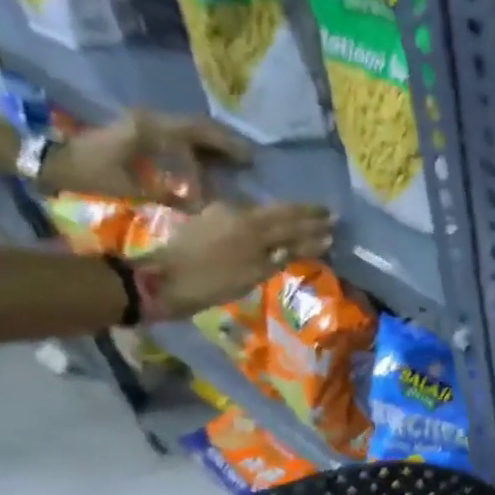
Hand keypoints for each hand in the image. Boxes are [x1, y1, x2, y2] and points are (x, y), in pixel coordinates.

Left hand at [39, 110, 251, 199]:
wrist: (48, 161)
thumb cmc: (90, 175)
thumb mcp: (132, 188)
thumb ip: (171, 195)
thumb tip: (205, 205)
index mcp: (150, 129)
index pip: (198, 133)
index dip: (225, 149)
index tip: (246, 165)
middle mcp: (149, 119)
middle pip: (198, 125)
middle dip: (226, 143)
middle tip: (250, 160)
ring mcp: (143, 122)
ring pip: (189, 128)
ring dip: (213, 143)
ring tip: (235, 161)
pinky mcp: (138, 130)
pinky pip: (177, 134)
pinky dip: (197, 146)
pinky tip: (209, 162)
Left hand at [140, 202, 334, 321]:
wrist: (159, 282)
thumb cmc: (211, 283)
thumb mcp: (254, 273)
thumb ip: (285, 254)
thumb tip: (318, 241)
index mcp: (252, 224)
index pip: (292, 218)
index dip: (315, 220)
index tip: (335, 220)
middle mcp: (238, 212)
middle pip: (279, 212)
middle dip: (304, 216)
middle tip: (327, 216)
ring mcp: (220, 213)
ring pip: (263, 213)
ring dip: (285, 218)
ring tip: (304, 223)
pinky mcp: (208, 220)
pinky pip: (246, 217)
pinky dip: (265, 224)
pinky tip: (272, 229)